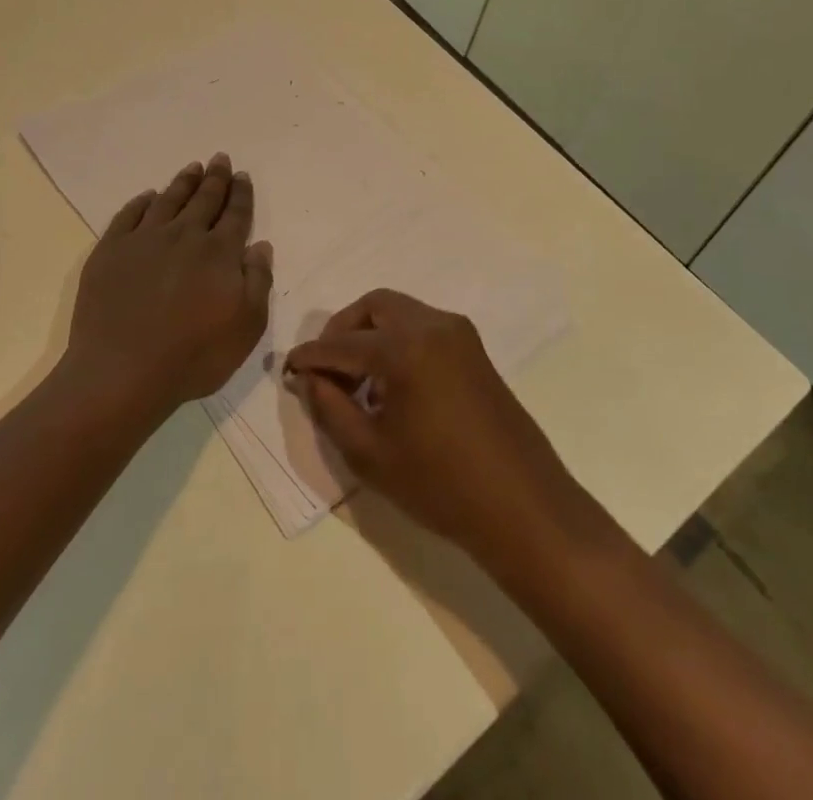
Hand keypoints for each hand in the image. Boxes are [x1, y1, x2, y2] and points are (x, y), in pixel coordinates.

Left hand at [65, 153, 272, 419]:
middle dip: (215, 178)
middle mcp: (184, 236)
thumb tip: (260, 245)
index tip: (242, 175)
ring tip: (192, 167)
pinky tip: (148, 197)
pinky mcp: (110, 250)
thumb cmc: (193, 356)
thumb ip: (258, 281)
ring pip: (168, 200)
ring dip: (183, 182)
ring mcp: (144, 240)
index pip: (235, 214)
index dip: (241, 194)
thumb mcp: (246, 327)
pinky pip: (129, 215)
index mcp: (219, 253)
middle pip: (204, 199)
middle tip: (220, 158)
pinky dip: (141, 202)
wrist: (121, 372)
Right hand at [284, 290, 593, 569]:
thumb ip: (330, 408)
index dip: (311, 356)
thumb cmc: (440, 485)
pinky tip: (391, 385)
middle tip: (326, 369)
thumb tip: (308, 379)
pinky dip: (397, 341)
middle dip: (343, 331)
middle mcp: (433, 325)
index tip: (289, 369)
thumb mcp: (370, 453)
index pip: (342, 343)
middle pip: (374, 306)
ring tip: (357, 383)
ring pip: (400, 312)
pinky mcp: (474, 349)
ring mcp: (459, 333)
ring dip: (371, 334)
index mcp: (405, 347)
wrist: (523, 507)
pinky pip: (423, 327)